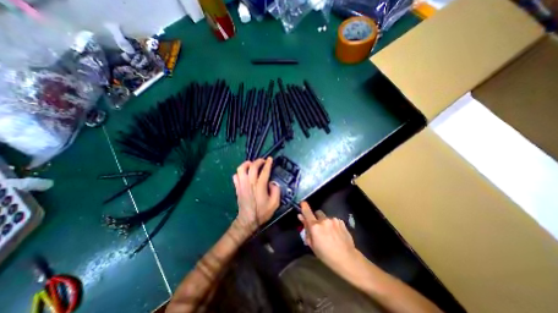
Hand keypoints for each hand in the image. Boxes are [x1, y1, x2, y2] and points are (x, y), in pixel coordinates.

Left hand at [233, 159, 280, 234]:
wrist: (248, 220)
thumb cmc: (262, 212)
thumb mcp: (275, 203)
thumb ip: (276, 191)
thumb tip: (272, 183)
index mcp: (260, 186)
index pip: (264, 171)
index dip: (268, 163)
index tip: (270, 159)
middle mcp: (250, 183)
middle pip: (252, 166)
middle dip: (258, 161)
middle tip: (263, 161)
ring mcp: (242, 184)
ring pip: (241, 169)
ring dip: (247, 164)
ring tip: (252, 164)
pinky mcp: (237, 188)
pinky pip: (236, 176)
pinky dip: (240, 172)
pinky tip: (245, 174)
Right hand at [297, 203, 356, 270]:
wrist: (347, 258)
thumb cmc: (326, 255)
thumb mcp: (312, 244)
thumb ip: (306, 229)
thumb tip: (301, 217)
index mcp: (315, 226)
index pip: (307, 212)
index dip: (303, 206)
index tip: (302, 203)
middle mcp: (324, 220)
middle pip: (317, 213)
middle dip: (316, 218)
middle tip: (318, 227)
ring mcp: (333, 220)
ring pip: (326, 217)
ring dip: (325, 222)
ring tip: (329, 233)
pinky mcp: (341, 221)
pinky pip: (333, 220)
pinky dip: (333, 224)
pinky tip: (336, 233)